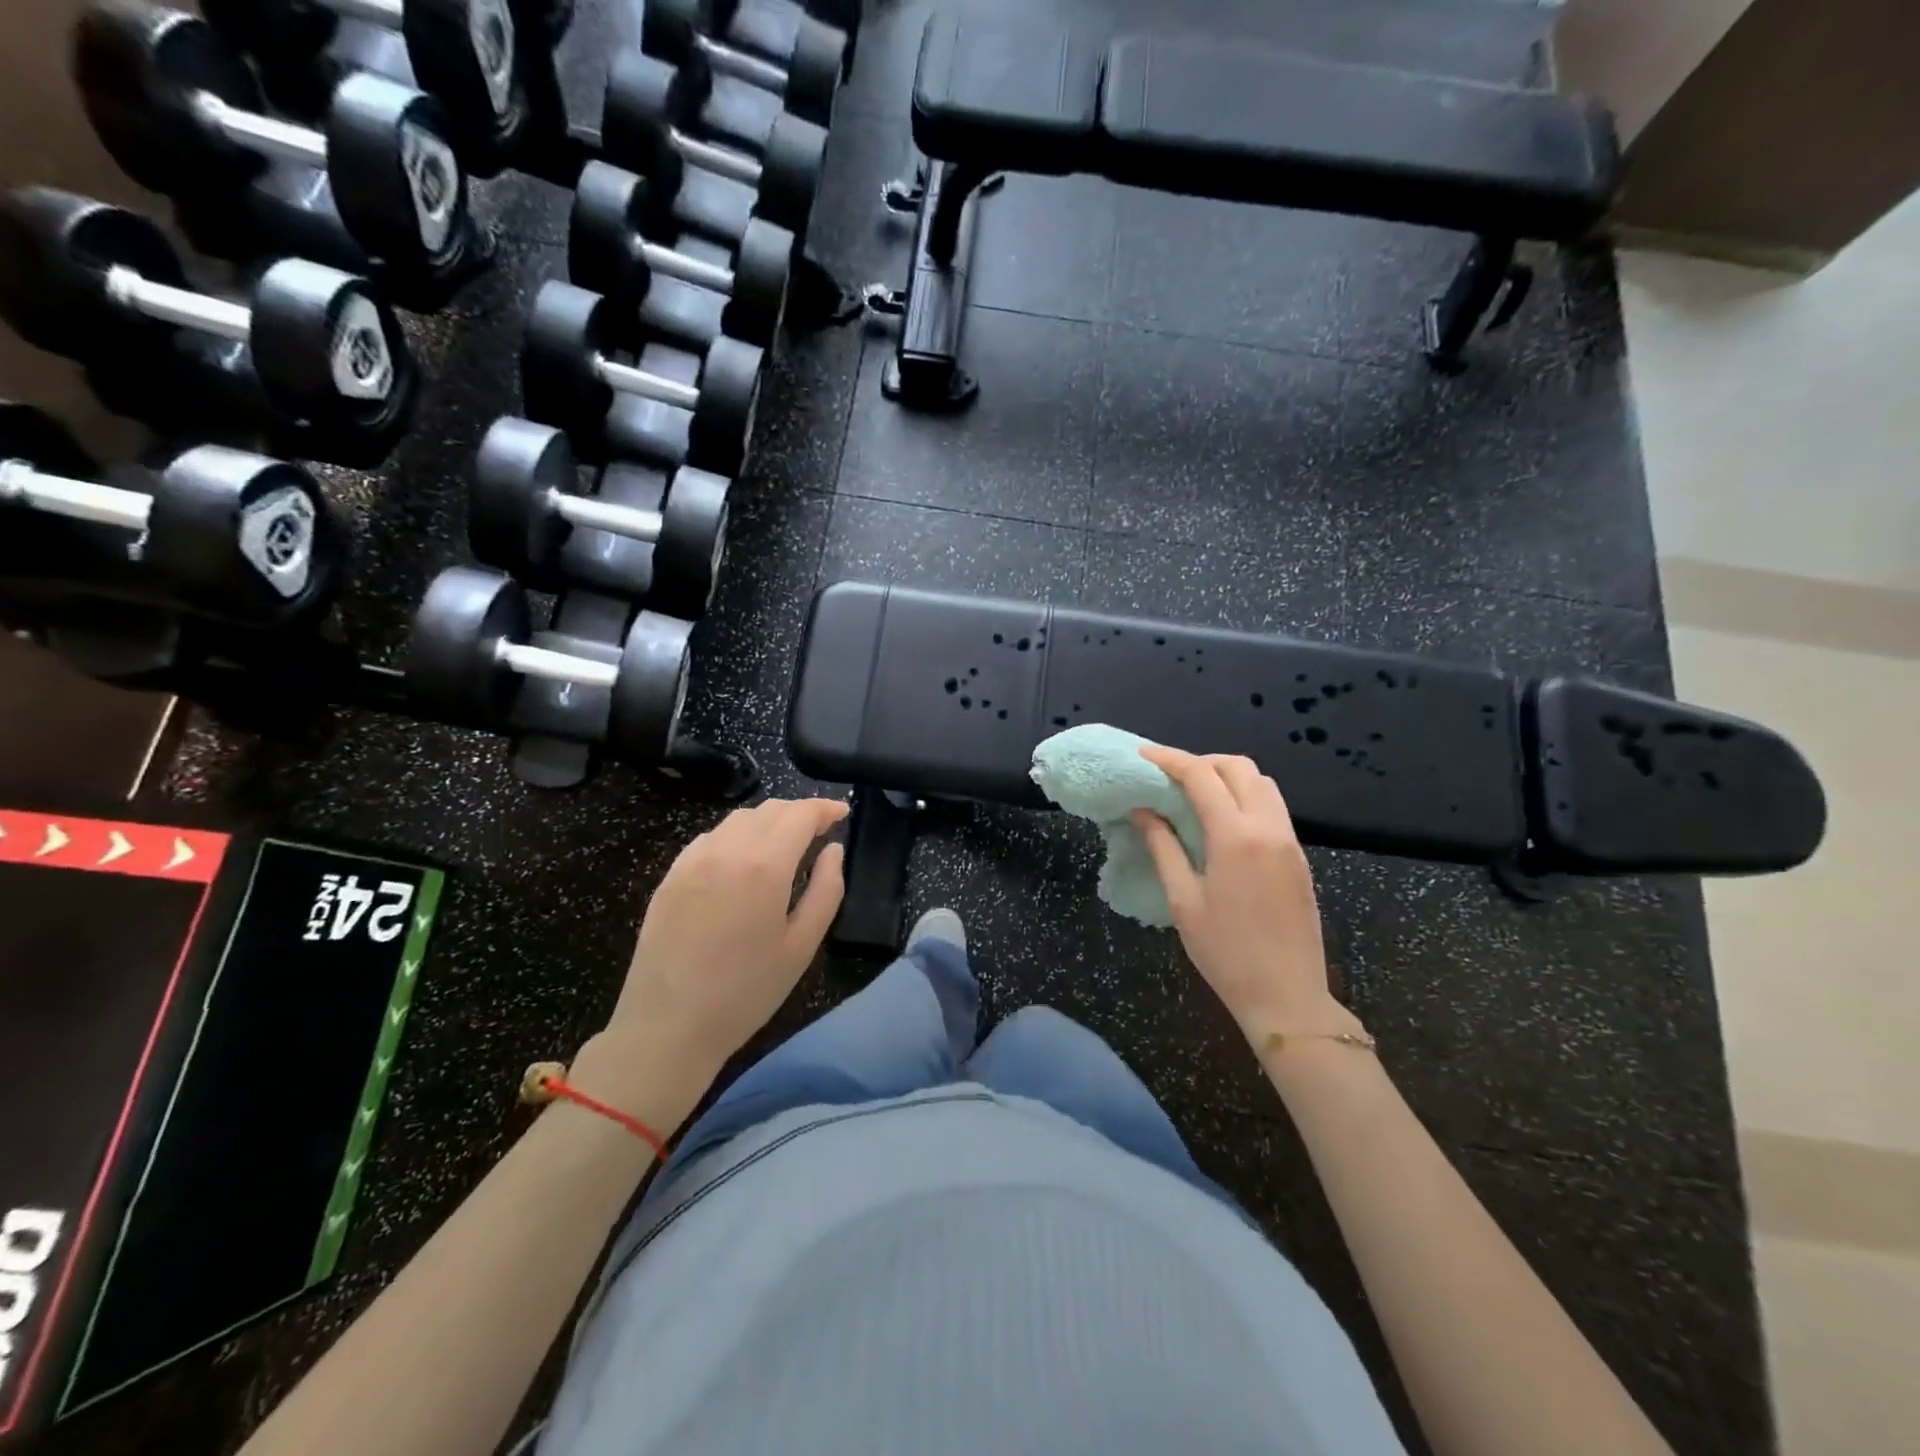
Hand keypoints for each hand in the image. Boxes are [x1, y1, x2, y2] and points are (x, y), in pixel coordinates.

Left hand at [575, 798, 847, 1120]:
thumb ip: (826, 889)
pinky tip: (743, 862)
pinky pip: (711, 837)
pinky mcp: (671, 874)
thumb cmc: (746, 991)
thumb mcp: (802, 945)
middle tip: (820, 830)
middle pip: (770, 809)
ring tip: (785, 844)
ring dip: (769, 821)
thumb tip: (833, 850)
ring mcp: (693, 859)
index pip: (801, 814)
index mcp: (765, 865)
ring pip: (739, 819)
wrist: (668, 1026)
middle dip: (800, 812)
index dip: (826, 808)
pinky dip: (737, 836)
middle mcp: (727, 849)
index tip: (843, 813)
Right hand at [1133, 748, 1359, 1047]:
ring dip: (1228, 776)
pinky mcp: (1299, 857)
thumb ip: (1163, 847)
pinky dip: (1246, 797)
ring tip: (1196, 795)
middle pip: (1238, 767)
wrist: (1286, 996)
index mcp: (1236, 837)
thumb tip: (1143, 809)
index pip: (1201, 776)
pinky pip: (1273, 807)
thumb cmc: (1225, 952)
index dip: (1170, 759)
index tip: (1143, 755)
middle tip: (1171, 777)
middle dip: (1202, 762)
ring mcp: (1289, 841)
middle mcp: (1268, 828)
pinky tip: (1223, 821)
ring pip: (1262, 783)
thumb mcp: (1183, 900)